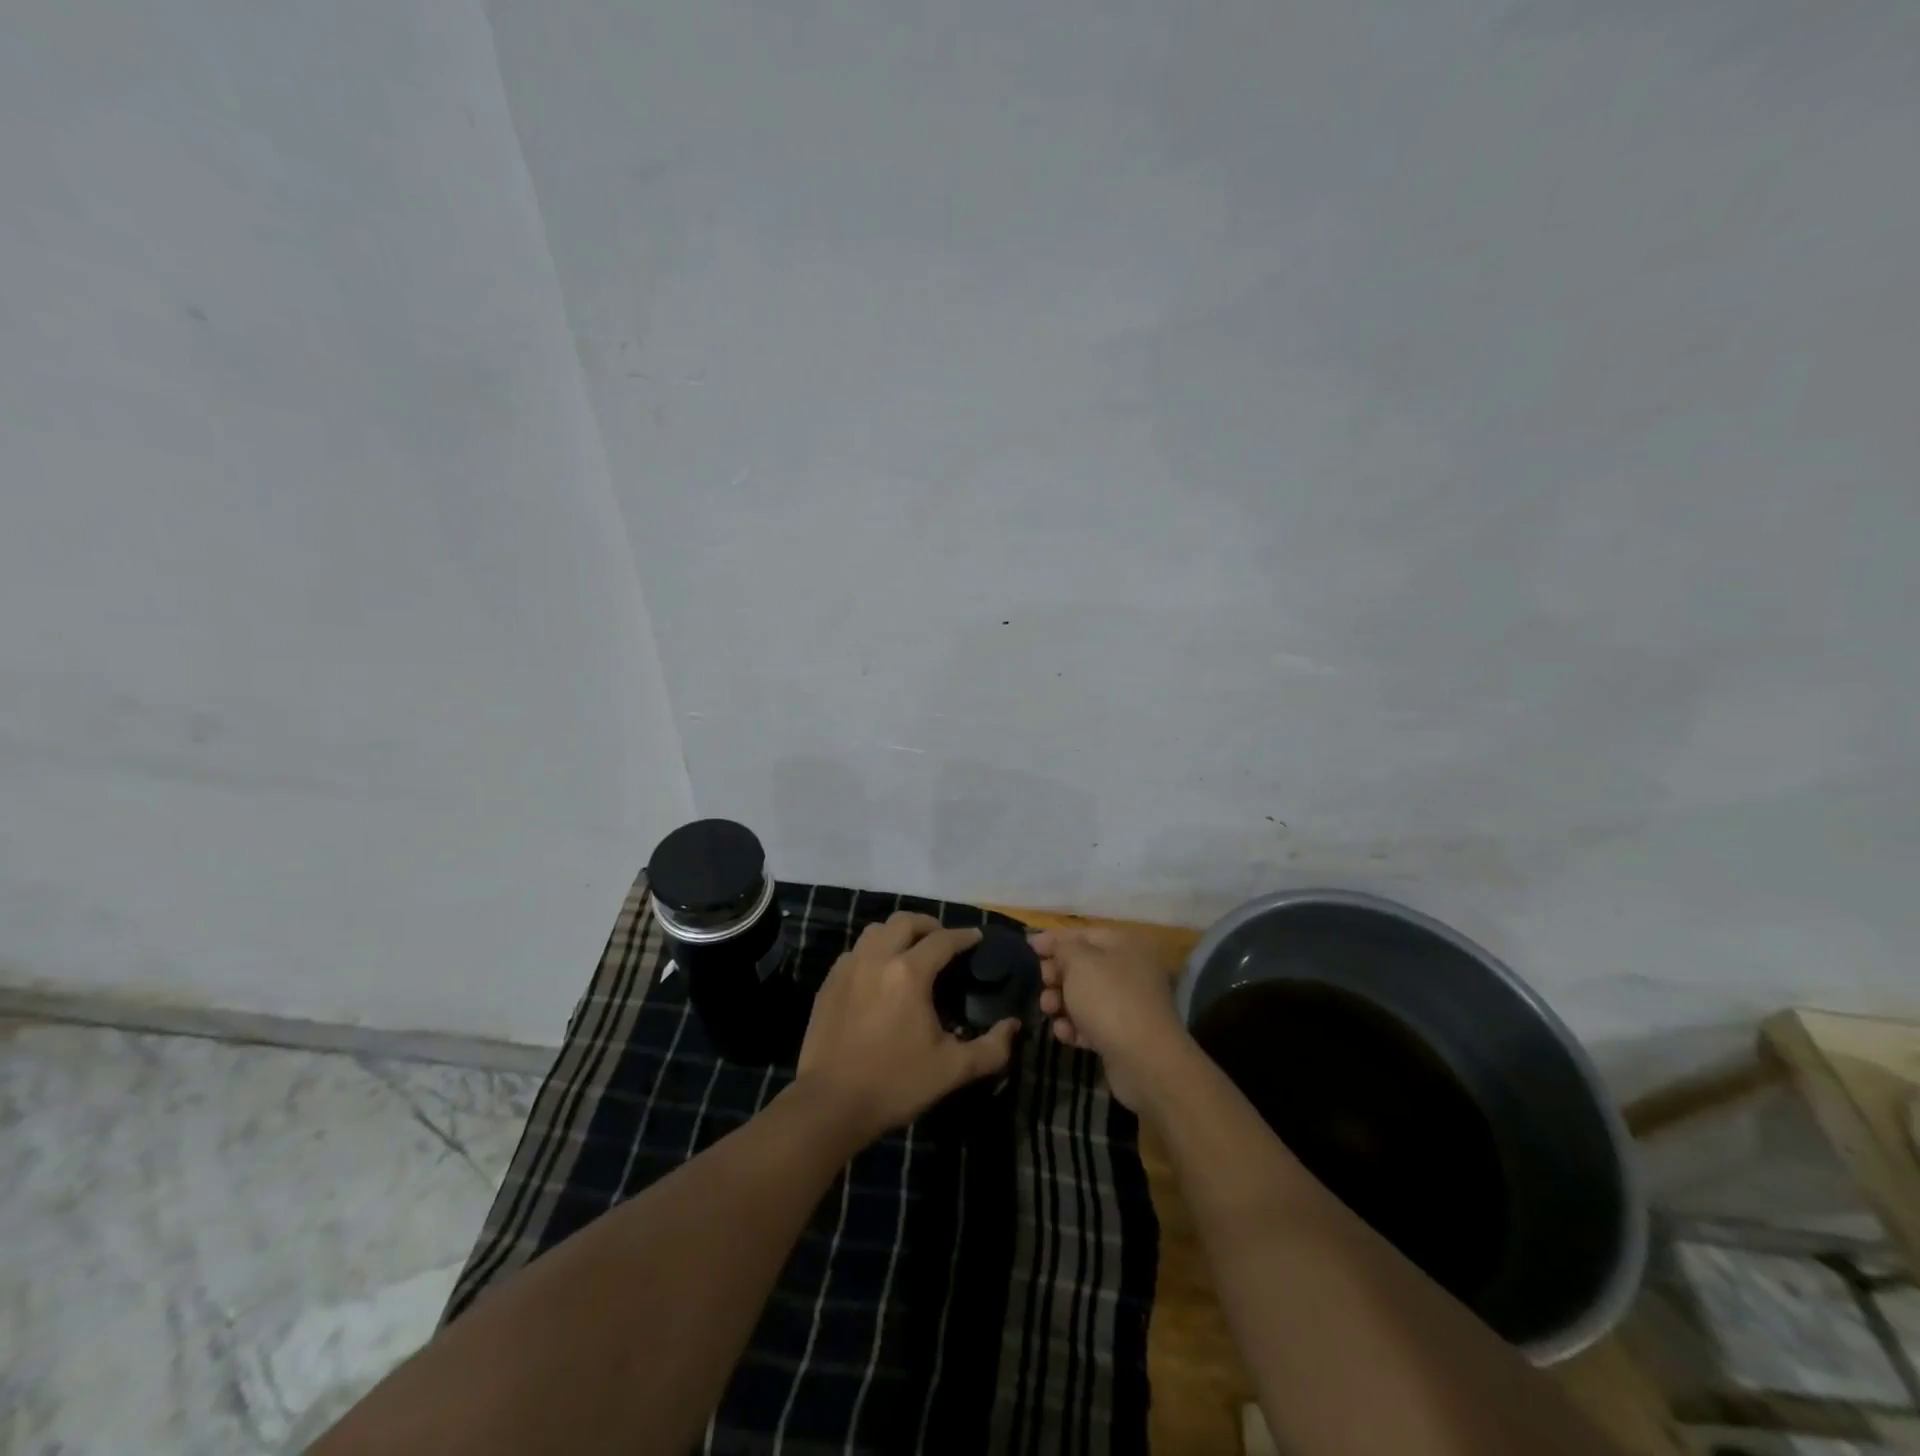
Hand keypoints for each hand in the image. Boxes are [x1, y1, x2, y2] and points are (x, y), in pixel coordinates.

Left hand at [795, 912, 1018, 1144]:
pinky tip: (879, 973)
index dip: (964, 936)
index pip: (943, 940)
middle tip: (943, 940)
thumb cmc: (895, 1084)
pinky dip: (873, 950)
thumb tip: (1013, 1027)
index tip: (976, 938)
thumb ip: (990, 1048)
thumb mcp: (952, 1070)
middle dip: (929, 924)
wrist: (829, 1104)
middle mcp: (877, 958)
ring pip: (876, 930)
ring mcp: (848, 967)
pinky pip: (855, 951)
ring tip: (911, 950)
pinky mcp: (829, 982)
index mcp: (909, 973)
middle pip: (905, 921)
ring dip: (898, 932)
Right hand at [1032, 927, 1187, 1109]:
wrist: (1145, 1061)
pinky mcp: (1123, 1034)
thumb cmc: (1109, 1000)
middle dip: (1057, 975)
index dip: (1055, 939)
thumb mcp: (1079, 963)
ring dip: (1062, 1002)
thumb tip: (1049, 940)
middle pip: (1083, 966)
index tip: (1029, 948)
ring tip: (1049, 1011)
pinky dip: (1076, 1027)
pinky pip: (1092, 1023)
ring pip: (1085, 996)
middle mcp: (1130, 971)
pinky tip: (1065, 1034)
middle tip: (1044, 984)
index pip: (1084, 934)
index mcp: (1125, 946)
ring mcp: (1128, 1004)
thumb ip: (1061, 947)